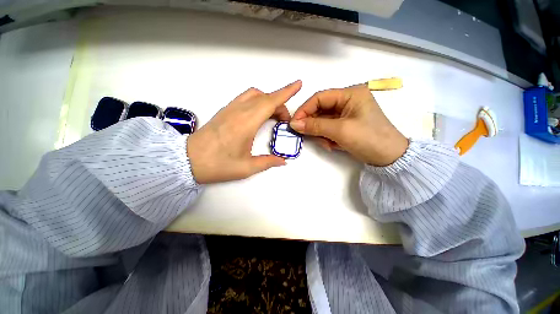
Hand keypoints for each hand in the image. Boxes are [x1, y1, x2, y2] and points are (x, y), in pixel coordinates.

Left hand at [187, 81, 301, 183]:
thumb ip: (267, 162)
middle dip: (280, 105)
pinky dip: (257, 102)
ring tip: (273, 117)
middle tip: (284, 121)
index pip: (270, 102)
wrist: (187, 160)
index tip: (298, 84)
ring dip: (267, 101)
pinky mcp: (224, 111)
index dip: (286, 92)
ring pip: (254, 95)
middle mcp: (239, 111)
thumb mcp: (246, 168)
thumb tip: (282, 160)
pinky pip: (245, 99)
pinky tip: (258, 116)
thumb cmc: (218, 165)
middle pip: (265, 98)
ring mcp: (230, 109)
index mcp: (246, 123)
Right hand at [289, 84, 407, 165]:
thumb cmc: (368, 139)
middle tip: (308, 136)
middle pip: (320, 109)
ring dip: (321, 133)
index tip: (294, 123)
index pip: (319, 97)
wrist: (389, 158)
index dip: (304, 109)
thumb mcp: (340, 130)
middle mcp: (347, 101)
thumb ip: (315, 125)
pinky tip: (333, 145)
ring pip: (323, 120)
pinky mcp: (346, 124)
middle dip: (313, 124)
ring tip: (328, 144)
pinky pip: (328, 128)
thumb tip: (294, 124)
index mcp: (350, 94)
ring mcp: (346, 113)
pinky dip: (327, 137)